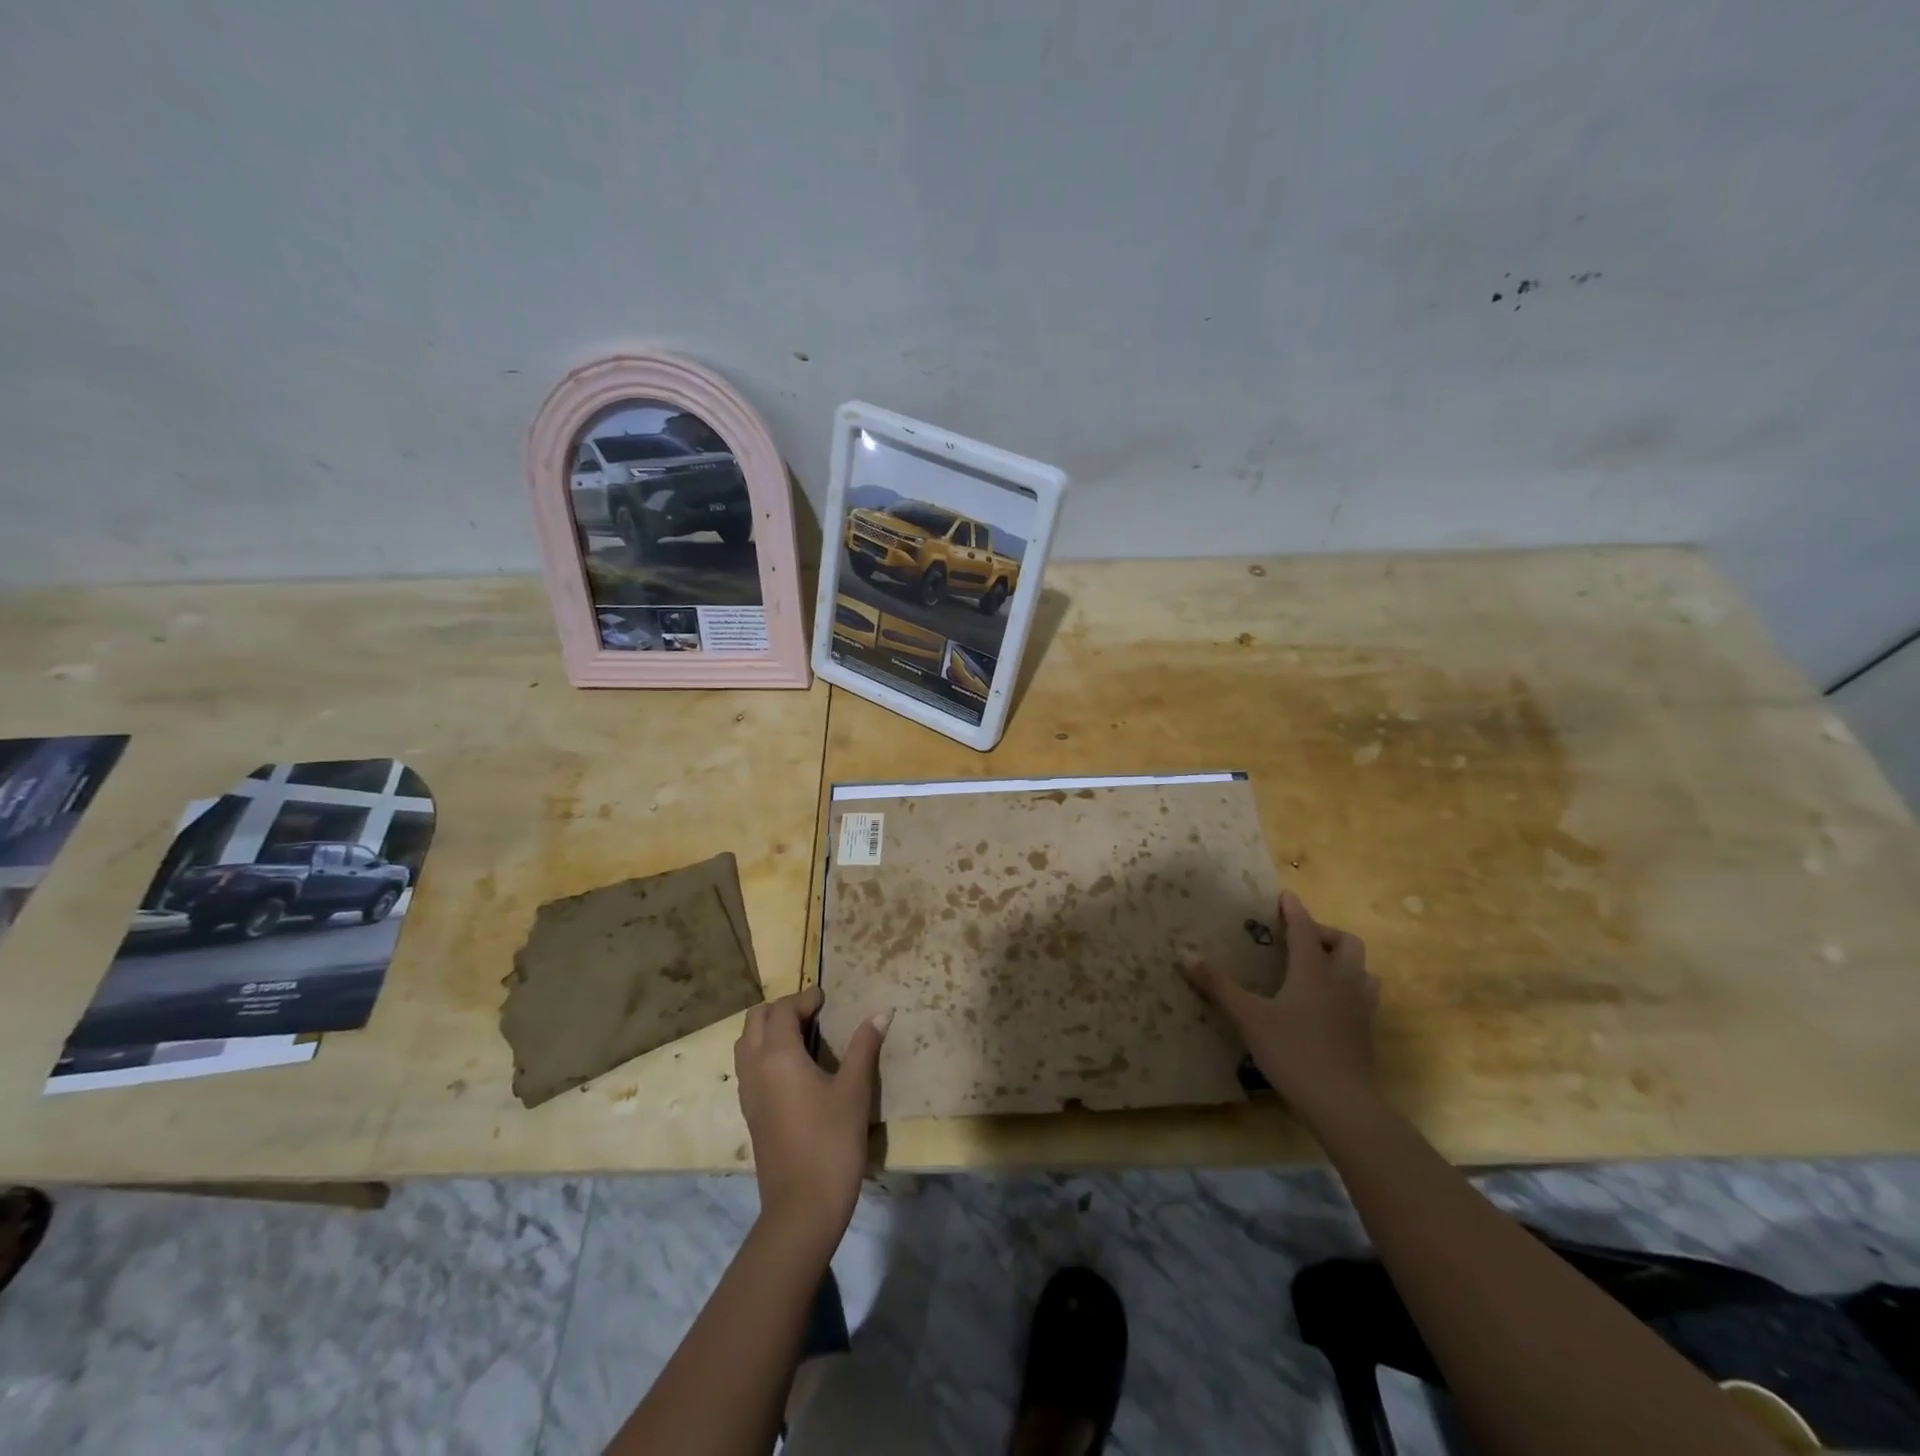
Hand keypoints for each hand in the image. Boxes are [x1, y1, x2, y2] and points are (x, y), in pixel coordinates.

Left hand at [734, 986, 890, 1246]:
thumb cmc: (831, 1142)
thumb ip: (865, 1047)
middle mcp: (755, 1068)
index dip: (804, 998)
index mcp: (778, 1056)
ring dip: (769, 1030)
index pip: (783, 1010)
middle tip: (813, 1013)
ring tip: (802, 1036)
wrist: (802, 1208)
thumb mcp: (854, 1090)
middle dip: (782, 1009)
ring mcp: (748, 1093)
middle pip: (756, 1021)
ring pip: (746, 1044)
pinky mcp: (751, 1114)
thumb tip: (882, 1012)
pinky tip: (793, 1069)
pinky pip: (749, 1067)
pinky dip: (764, 1053)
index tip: (826, 997)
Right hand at [1181, 891, 1380, 1120]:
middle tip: (1301, 940)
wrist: (1343, 1105)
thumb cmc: (1294, 1053)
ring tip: (1320, 969)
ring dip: (1344, 962)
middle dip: (1326, 934)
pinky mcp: (1365, 1034)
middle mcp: (1341, 983)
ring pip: (1363, 971)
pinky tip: (1330, 1005)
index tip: (1285, 896)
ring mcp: (1359, 1010)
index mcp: (1313, 972)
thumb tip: (1185, 953)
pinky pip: (1364, 998)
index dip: (1294, 911)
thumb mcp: (1248, 1018)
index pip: (1305, 930)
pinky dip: (1349, 989)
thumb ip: (1218, 985)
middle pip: (1347, 944)